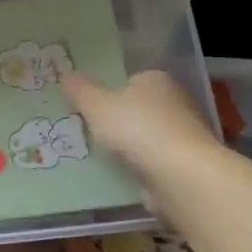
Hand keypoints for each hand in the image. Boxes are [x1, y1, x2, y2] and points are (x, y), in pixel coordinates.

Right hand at [61, 70, 219, 187]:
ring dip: (129, 147)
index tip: (90, 108)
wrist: (180, 176)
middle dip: (118, 120)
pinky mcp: (185, 164)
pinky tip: (120, 176)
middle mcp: (176, 102)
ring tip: (99, 157)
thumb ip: (80, 90)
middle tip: (90, 132)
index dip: (109, 92)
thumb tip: (66, 75)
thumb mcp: (96, 105)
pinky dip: (140, 167)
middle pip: (138, 108)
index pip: (130, 80)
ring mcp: (183, 135)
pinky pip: (153, 161)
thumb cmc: (137, 129)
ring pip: (146, 136)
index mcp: (156, 80)